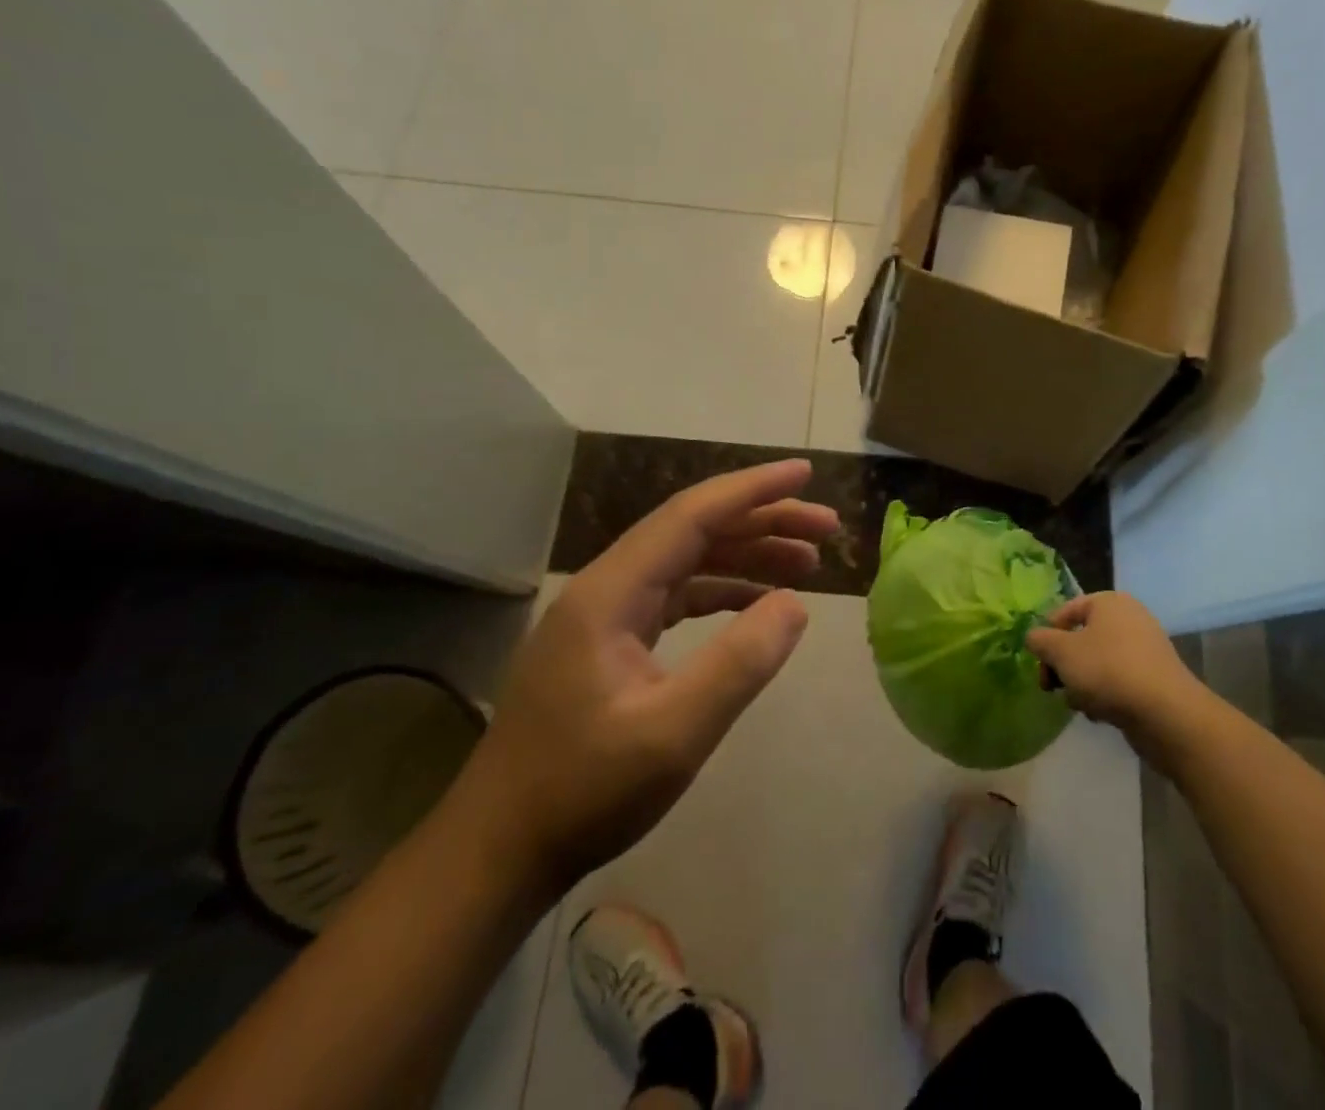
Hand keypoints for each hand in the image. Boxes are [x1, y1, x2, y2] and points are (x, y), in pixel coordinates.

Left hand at [454, 459, 839, 898]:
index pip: (691, 515)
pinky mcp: (610, 642)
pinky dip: (723, 589)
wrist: (497, 852)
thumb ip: (739, 663)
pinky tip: (758, 602)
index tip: (806, 473)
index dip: (753, 489)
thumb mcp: (674, 734)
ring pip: (688, 560)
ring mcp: (605, 615)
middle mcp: (606, 588)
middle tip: (826, 530)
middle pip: (694, 530)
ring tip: (808, 562)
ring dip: (747, 553)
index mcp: (611, 592)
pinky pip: (677, 595)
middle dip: (762, 520)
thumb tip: (796, 603)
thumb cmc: (582, 792)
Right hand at [1025, 592, 1208, 765]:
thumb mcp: (1062, 652)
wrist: (1165, 713)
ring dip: (1081, 682)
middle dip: (1063, 664)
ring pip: (1097, 662)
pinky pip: (1117, 680)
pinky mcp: (1153, 678)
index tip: (1039, 661)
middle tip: (1051, 686)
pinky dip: (1104, 694)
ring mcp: (1145, 649)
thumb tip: (1033, 637)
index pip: (1066, 610)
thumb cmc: (1107, 670)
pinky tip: (1100, 714)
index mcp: (1109, 602)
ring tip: (1079, 703)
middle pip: (1081, 638)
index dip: (1048, 635)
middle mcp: (1129, 618)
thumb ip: (1040, 640)